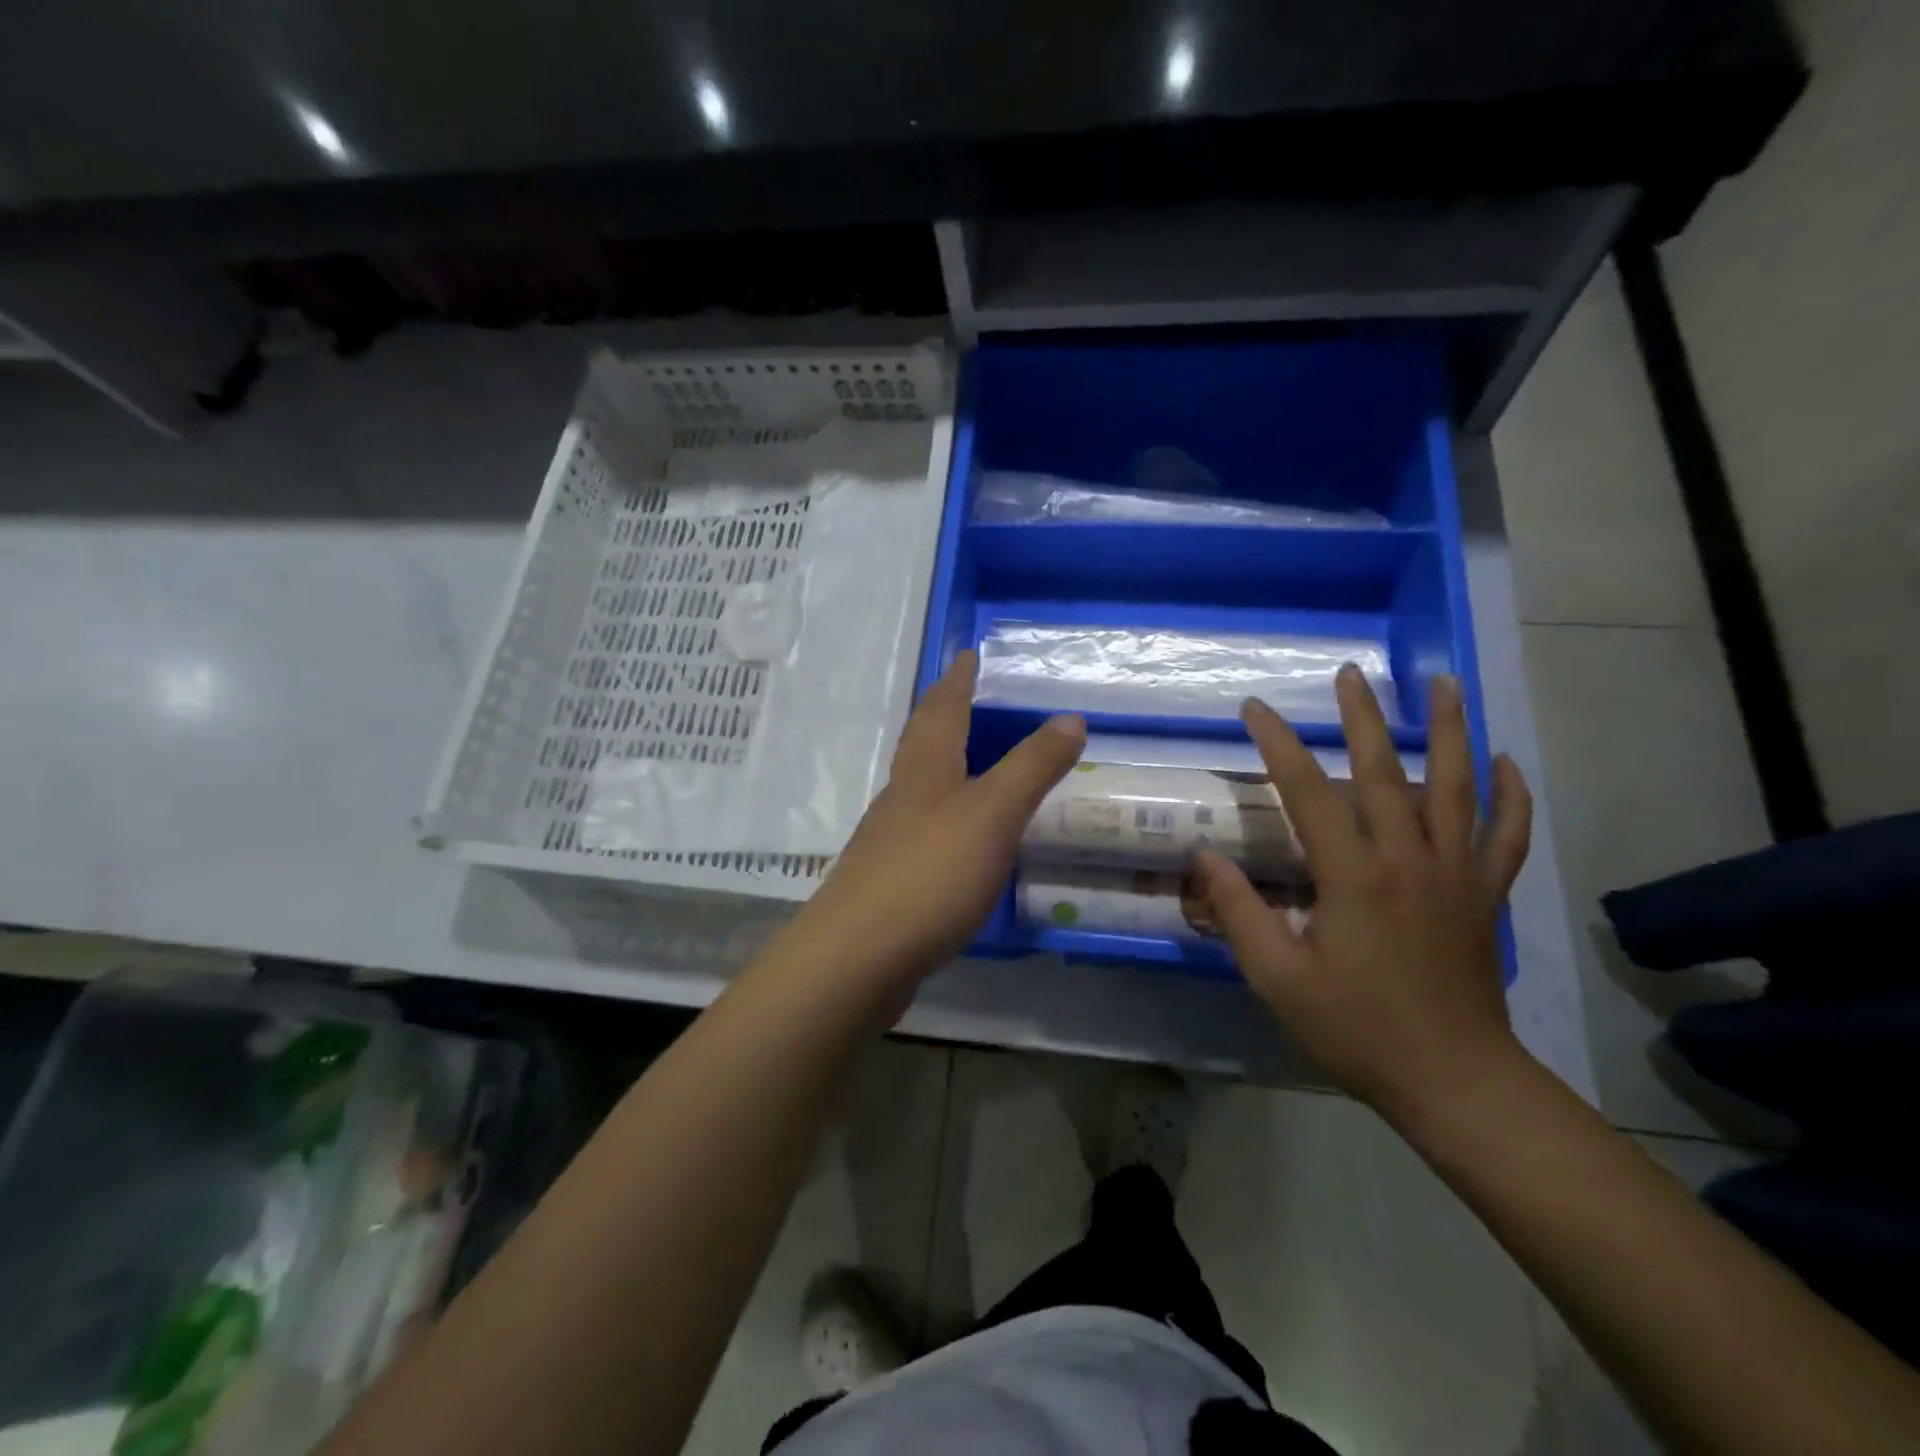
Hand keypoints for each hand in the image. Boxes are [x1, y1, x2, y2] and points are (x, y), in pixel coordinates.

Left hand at [786, 650, 1084, 1006]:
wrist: (858, 956)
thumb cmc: (930, 872)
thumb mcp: (993, 813)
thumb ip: (1032, 767)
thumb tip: (1070, 717)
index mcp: (926, 770)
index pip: (943, 709)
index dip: (957, 679)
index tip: (966, 653)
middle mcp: (902, 795)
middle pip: (921, 742)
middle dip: (942, 714)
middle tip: (964, 696)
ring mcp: (889, 839)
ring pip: (917, 786)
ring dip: (940, 764)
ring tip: (967, 761)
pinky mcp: (889, 881)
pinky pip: (920, 831)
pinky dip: (942, 816)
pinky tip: (956, 839)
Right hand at [1192, 666, 1532, 1120]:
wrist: (1453, 1081)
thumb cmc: (1356, 1029)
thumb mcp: (1278, 978)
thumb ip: (1239, 912)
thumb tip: (1204, 856)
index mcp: (1353, 877)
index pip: (1307, 792)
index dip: (1277, 745)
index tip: (1253, 709)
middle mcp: (1408, 860)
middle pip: (1384, 772)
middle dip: (1363, 718)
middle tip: (1350, 674)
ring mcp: (1455, 874)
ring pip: (1456, 787)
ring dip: (1449, 731)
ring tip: (1444, 684)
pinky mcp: (1484, 895)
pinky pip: (1507, 835)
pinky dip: (1510, 796)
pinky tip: (1505, 764)